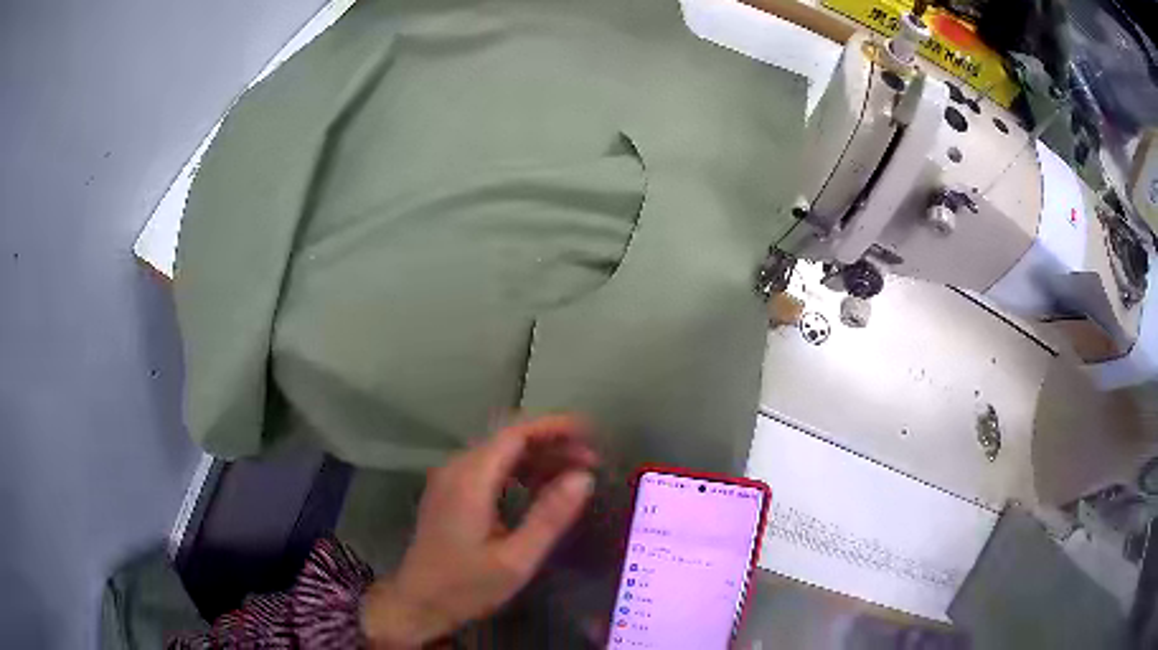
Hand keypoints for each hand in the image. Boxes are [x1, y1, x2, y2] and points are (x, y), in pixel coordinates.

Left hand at [361, 415, 597, 647]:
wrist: (418, 603)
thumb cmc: (466, 587)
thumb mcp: (516, 559)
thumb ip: (549, 517)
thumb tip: (584, 477)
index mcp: (470, 480)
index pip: (515, 434)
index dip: (554, 427)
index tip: (590, 432)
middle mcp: (457, 469)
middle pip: (508, 439)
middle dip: (552, 442)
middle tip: (591, 459)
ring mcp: (449, 480)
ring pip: (499, 452)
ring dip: (537, 456)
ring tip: (574, 472)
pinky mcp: (449, 493)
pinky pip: (489, 468)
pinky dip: (519, 470)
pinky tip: (541, 486)